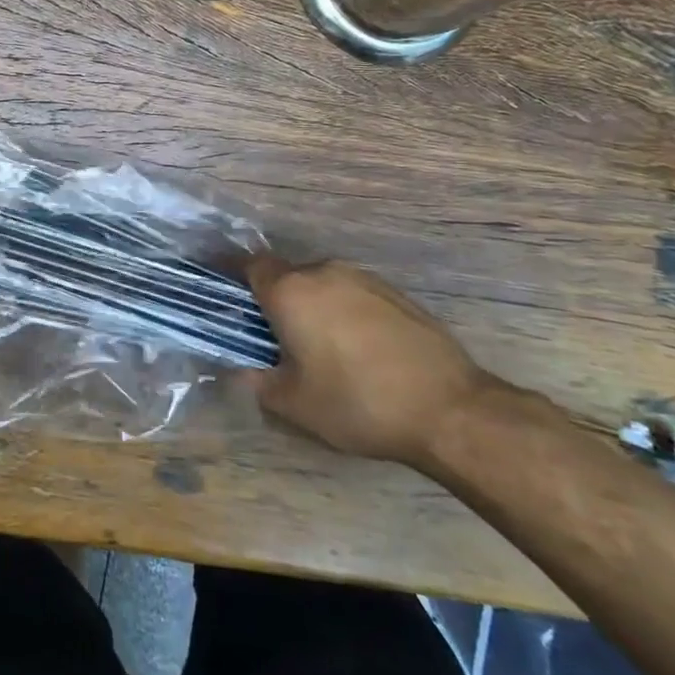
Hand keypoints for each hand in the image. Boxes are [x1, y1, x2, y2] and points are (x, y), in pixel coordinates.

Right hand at [244, 256, 496, 466]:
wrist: (450, 410)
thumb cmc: (357, 403)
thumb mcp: (293, 404)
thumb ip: (255, 382)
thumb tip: (238, 370)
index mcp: (291, 290)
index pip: (248, 265)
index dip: (232, 277)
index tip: (224, 296)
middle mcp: (323, 272)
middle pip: (286, 275)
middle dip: (275, 300)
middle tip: (274, 337)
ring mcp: (364, 279)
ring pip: (321, 284)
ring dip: (312, 306)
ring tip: (318, 347)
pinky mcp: (396, 294)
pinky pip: (352, 294)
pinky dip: (343, 313)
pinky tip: (356, 351)